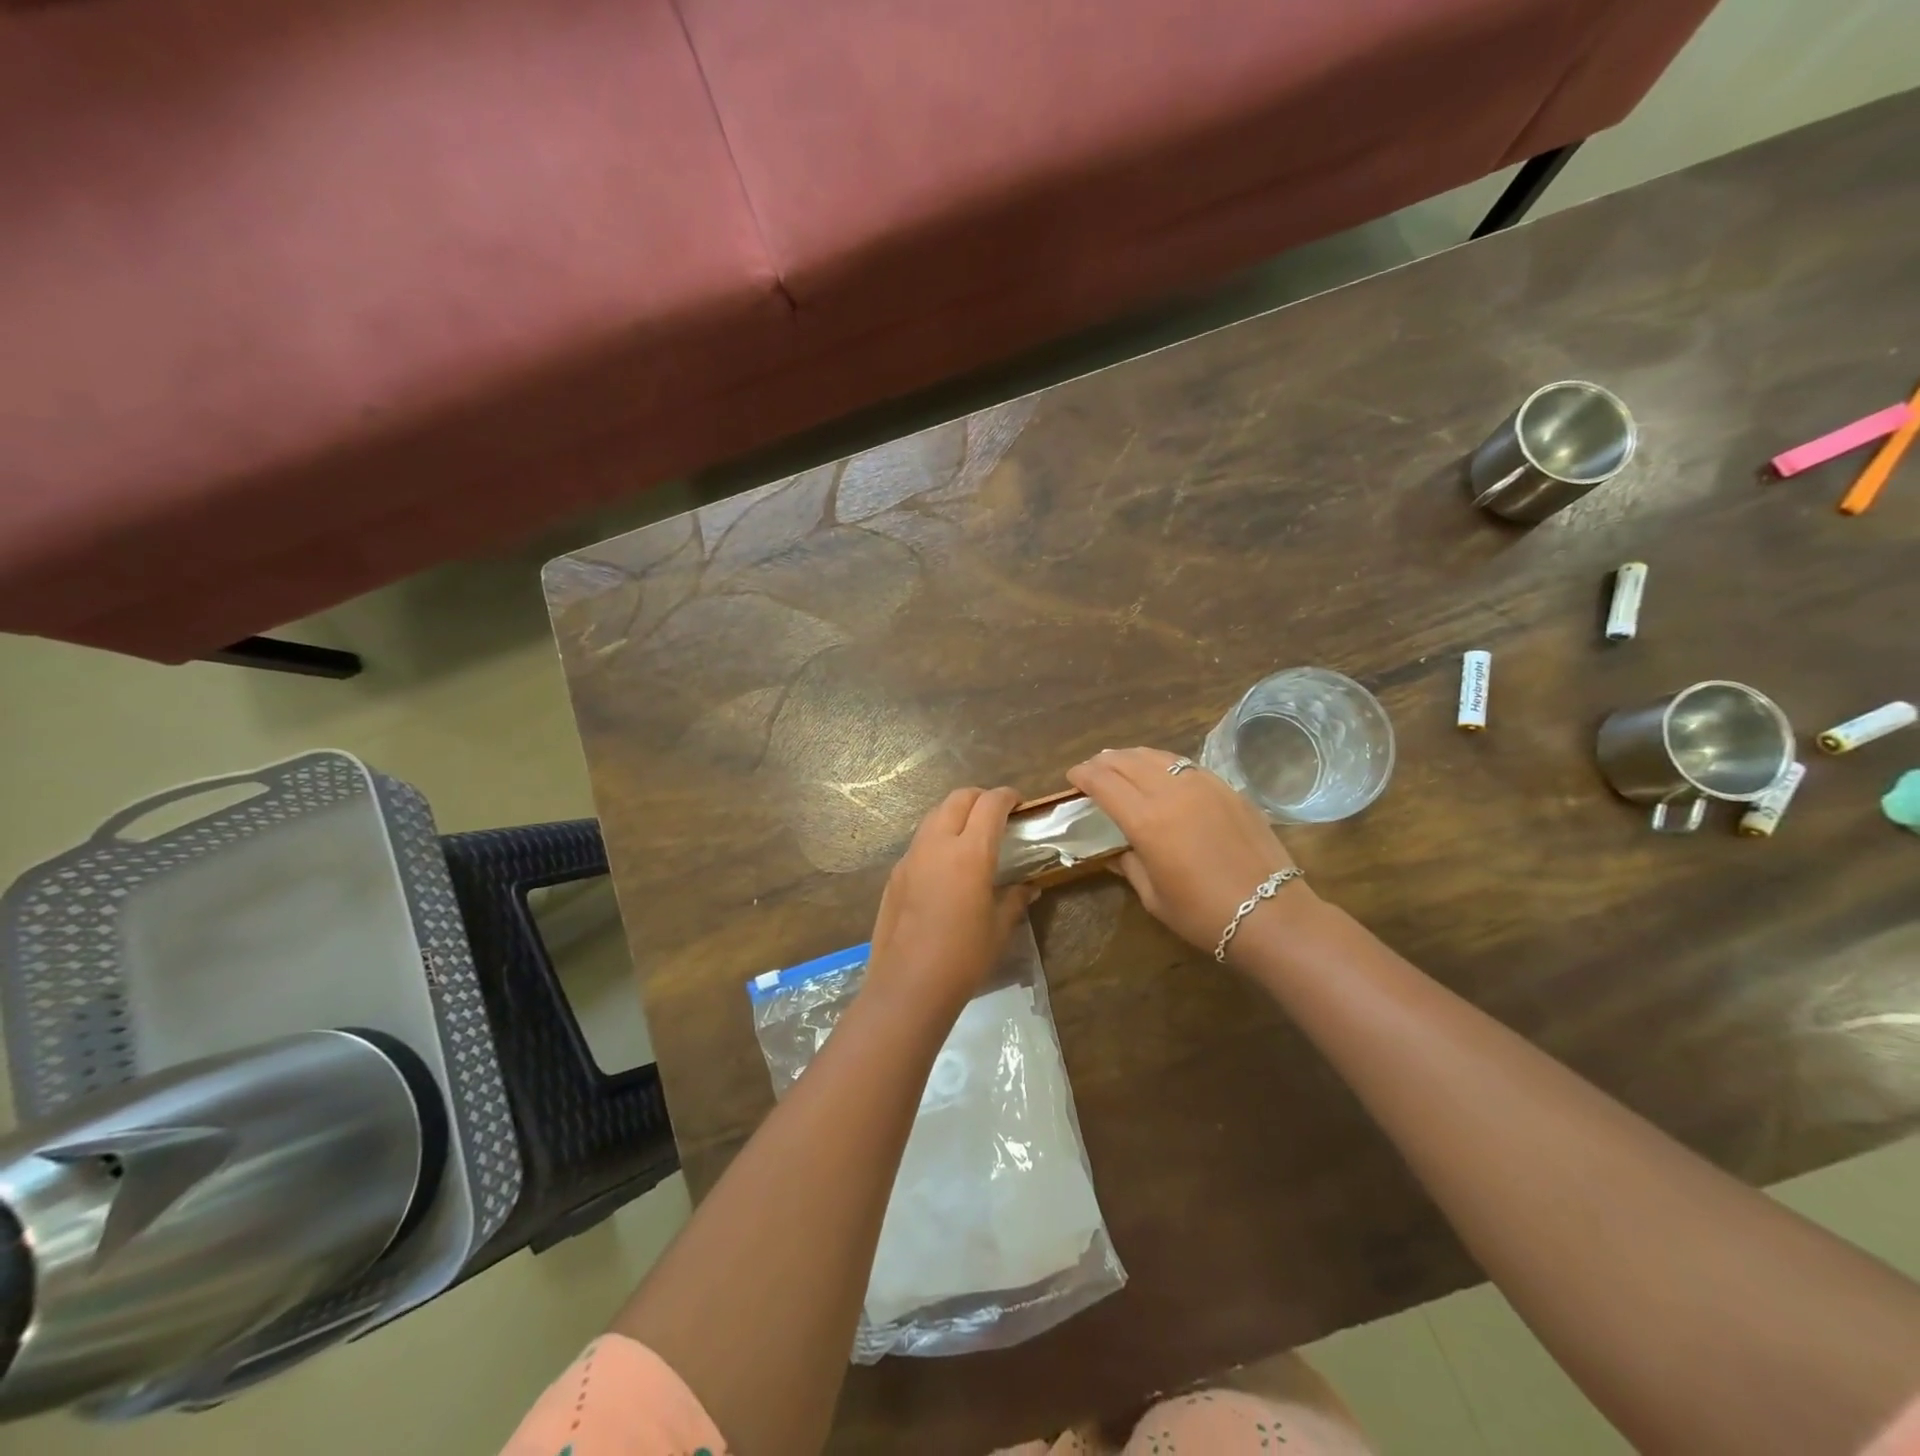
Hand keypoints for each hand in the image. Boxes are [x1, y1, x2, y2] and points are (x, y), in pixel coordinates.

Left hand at [867, 787, 1035, 1012]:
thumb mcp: (999, 928)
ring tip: (971, 836)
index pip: (990, 804)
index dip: (1007, 796)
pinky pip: (920, 842)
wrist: (908, 984)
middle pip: (958, 798)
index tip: (1019, 803)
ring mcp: (911, 857)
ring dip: (955, 814)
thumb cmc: (963, 957)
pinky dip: (937, 838)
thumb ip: (1015, 899)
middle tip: (996, 815)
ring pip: (934, 815)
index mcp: (970, 852)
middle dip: (980, 798)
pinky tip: (946, 867)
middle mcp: (937, 844)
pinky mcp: (895, 874)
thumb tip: (1029, 887)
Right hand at [1066, 747, 1317, 958]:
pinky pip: (1185, 765)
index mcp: (1146, 820)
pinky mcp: (1227, 788)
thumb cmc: (1203, 914)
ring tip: (1121, 763)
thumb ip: (1129, 864)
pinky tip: (1162, 773)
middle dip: (1103, 762)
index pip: (1104, 783)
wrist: (1271, 913)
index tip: (1073, 777)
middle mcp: (1171, 792)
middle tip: (1092, 770)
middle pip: (1127, 761)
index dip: (1083, 775)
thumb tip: (1116, 850)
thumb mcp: (1153, 896)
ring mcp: (1203, 785)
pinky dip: (1163, 763)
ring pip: (1157, 756)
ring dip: (1132, 756)